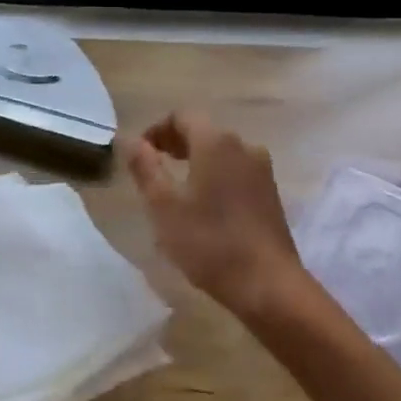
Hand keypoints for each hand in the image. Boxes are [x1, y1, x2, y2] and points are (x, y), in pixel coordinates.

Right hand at [121, 111, 307, 323]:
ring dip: (196, 162)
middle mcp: (244, 146)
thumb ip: (145, 167)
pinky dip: (216, 178)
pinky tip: (204, 208)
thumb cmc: (209, 242)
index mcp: (216, 142)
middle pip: (204, 132)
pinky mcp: (271, 194)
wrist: (267, 284)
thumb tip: (129, 139)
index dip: (157, 129)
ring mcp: (262, 170)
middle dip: (176, 145)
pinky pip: (237, 173)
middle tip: (152, 169)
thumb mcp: (164, 206)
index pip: (182, 116)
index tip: (140, 153)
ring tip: (175, 191)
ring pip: (222, 154)